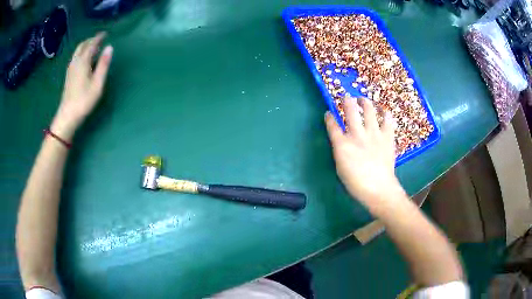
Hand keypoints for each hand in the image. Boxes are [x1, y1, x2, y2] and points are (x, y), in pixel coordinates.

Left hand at [50, 32, 112, 141]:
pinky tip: (85, 59)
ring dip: (85, 46)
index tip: (105, 33)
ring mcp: (70, 69)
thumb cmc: (84, 100)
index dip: (98, 37)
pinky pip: (75, 58)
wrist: (68, 116)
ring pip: (77, 51)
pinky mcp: (69, 76)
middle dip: (91, 40)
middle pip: (82, 45)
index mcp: (83, 62)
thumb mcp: (97, 83)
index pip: (91, 44)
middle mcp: (75, 62)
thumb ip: (103, 64)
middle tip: (99, 39)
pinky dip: (81, 53)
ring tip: (93, 47)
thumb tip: (110, 47)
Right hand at [325, 96, 404, 208]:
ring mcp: (374, 134)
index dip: (329, 117)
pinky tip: (383, 111)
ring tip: (363, 99)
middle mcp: (357, 135)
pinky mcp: (387, 137)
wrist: (379, 189)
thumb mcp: (340, 168)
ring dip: (365, 102)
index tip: (328, 113)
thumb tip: (341, 141)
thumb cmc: (356, 183)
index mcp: (342, 145)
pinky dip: (385, 114)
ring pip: (369, 110)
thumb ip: (340, 151)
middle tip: (346, 97)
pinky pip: (387, 120)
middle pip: (350, 111)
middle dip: (346, 101)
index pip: (332, 126)